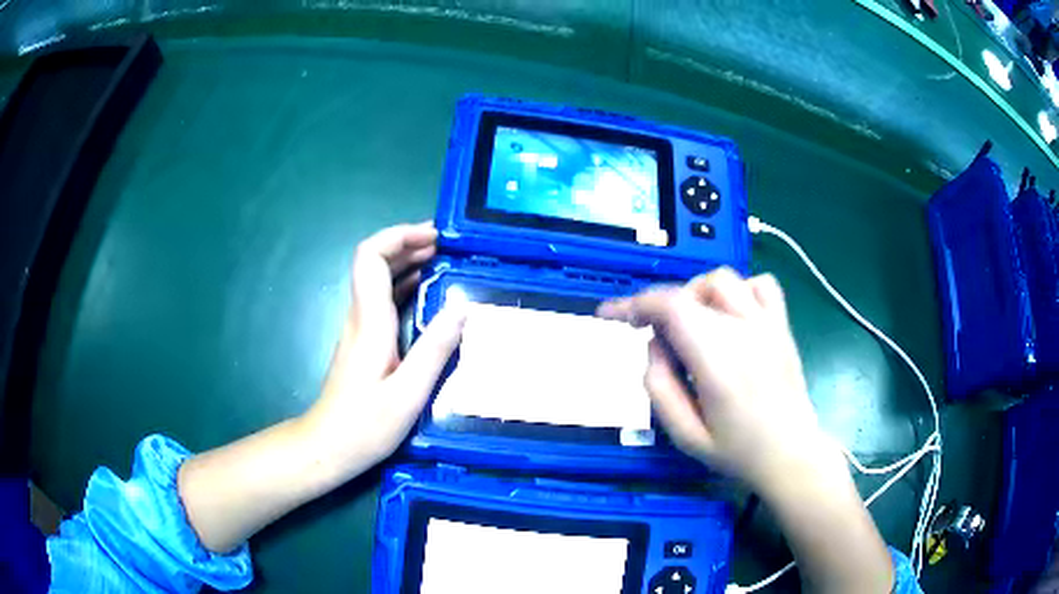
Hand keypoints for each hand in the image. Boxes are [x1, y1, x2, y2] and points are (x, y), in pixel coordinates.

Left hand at [300, 222, 465, 476]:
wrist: (328, 447)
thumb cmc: (365, 425)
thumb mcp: (408, 393)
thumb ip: (435, 349)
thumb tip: (462, 306)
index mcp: (369, 322)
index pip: (371, 257)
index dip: (398, 236)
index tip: (434, 236)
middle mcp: (360, 317)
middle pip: (374, 262)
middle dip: (408, 244)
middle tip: (447, 245)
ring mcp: (359, 329)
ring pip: (377, 279)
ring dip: (406, 262)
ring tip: (442, 261)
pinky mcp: (363, 342)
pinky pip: (381, 300)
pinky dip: (404, 286)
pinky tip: (425, 294)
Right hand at [598, 268, 838, 494]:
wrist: (791, 454)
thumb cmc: (737, 451)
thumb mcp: (685, 435)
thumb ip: (659, 387)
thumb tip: (654, 345)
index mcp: (717, 360)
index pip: (670, 306)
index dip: (634, 303)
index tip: (611, 314)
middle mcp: (743, 331)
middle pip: (691, 290)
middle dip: (661, 307)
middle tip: (657, 339)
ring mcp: (767, 324)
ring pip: (723, 279)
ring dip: (696, 294)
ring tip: (693, 324)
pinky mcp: (782, 325)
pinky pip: (761, 284)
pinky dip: (740, 290)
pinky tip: (733, 314)